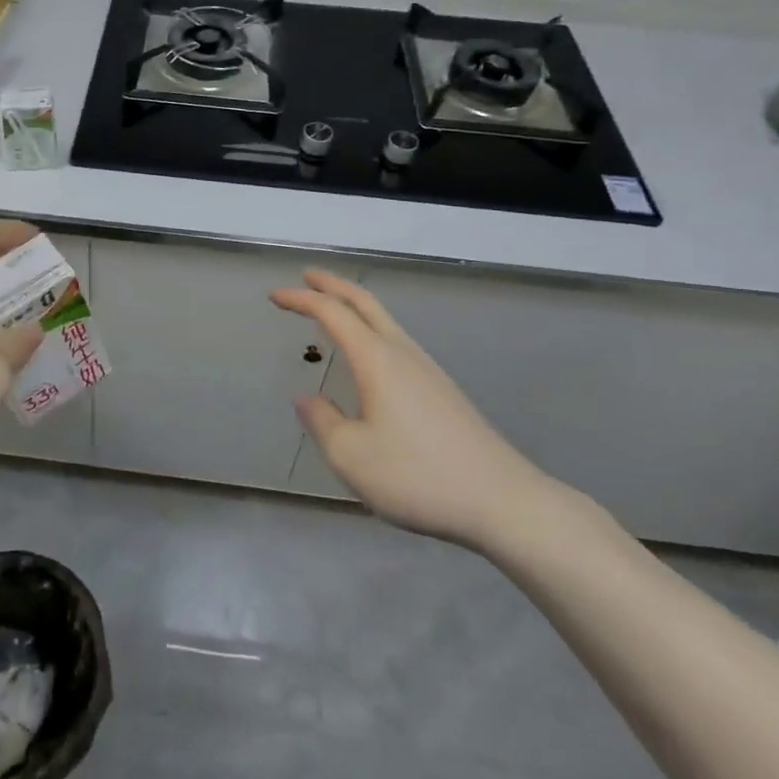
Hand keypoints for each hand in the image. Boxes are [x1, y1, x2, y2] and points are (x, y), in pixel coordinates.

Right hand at [271, 269, 559, 550]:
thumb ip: (322, 422)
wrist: (504, 501)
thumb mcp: (352, 457)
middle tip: (306, 276)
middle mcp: (402, 353)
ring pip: (385, 319)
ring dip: (354, 306)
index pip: (332, 313)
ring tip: (333, 310)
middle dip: (333, 285)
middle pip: (365, 303)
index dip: (301, 300)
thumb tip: (306, 399)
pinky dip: (371, 328)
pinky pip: (396, 341)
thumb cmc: (418, 476)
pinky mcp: (442, 390)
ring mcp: (427, 370)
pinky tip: (369, 356)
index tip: (274, 296)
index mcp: (377, 360)